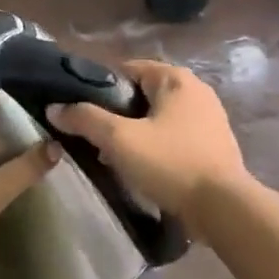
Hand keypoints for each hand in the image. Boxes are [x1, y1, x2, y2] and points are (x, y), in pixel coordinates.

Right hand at [48, 59, 249, 224]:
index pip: (127, 69)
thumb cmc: (170, 163)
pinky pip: (175, 136)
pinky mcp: (214, 144)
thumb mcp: (120, 140)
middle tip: (96, 139)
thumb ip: (85, 120)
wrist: (224, 208)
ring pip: (158, 117)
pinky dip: (156, 147)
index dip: (100, 88)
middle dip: (117, 114)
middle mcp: (196, 90)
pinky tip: (143, 169)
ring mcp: (209, 118)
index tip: (81, 112)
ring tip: (114, 158)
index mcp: (175, 78)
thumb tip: (54, 108)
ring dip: (136, 133)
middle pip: (143, 94)